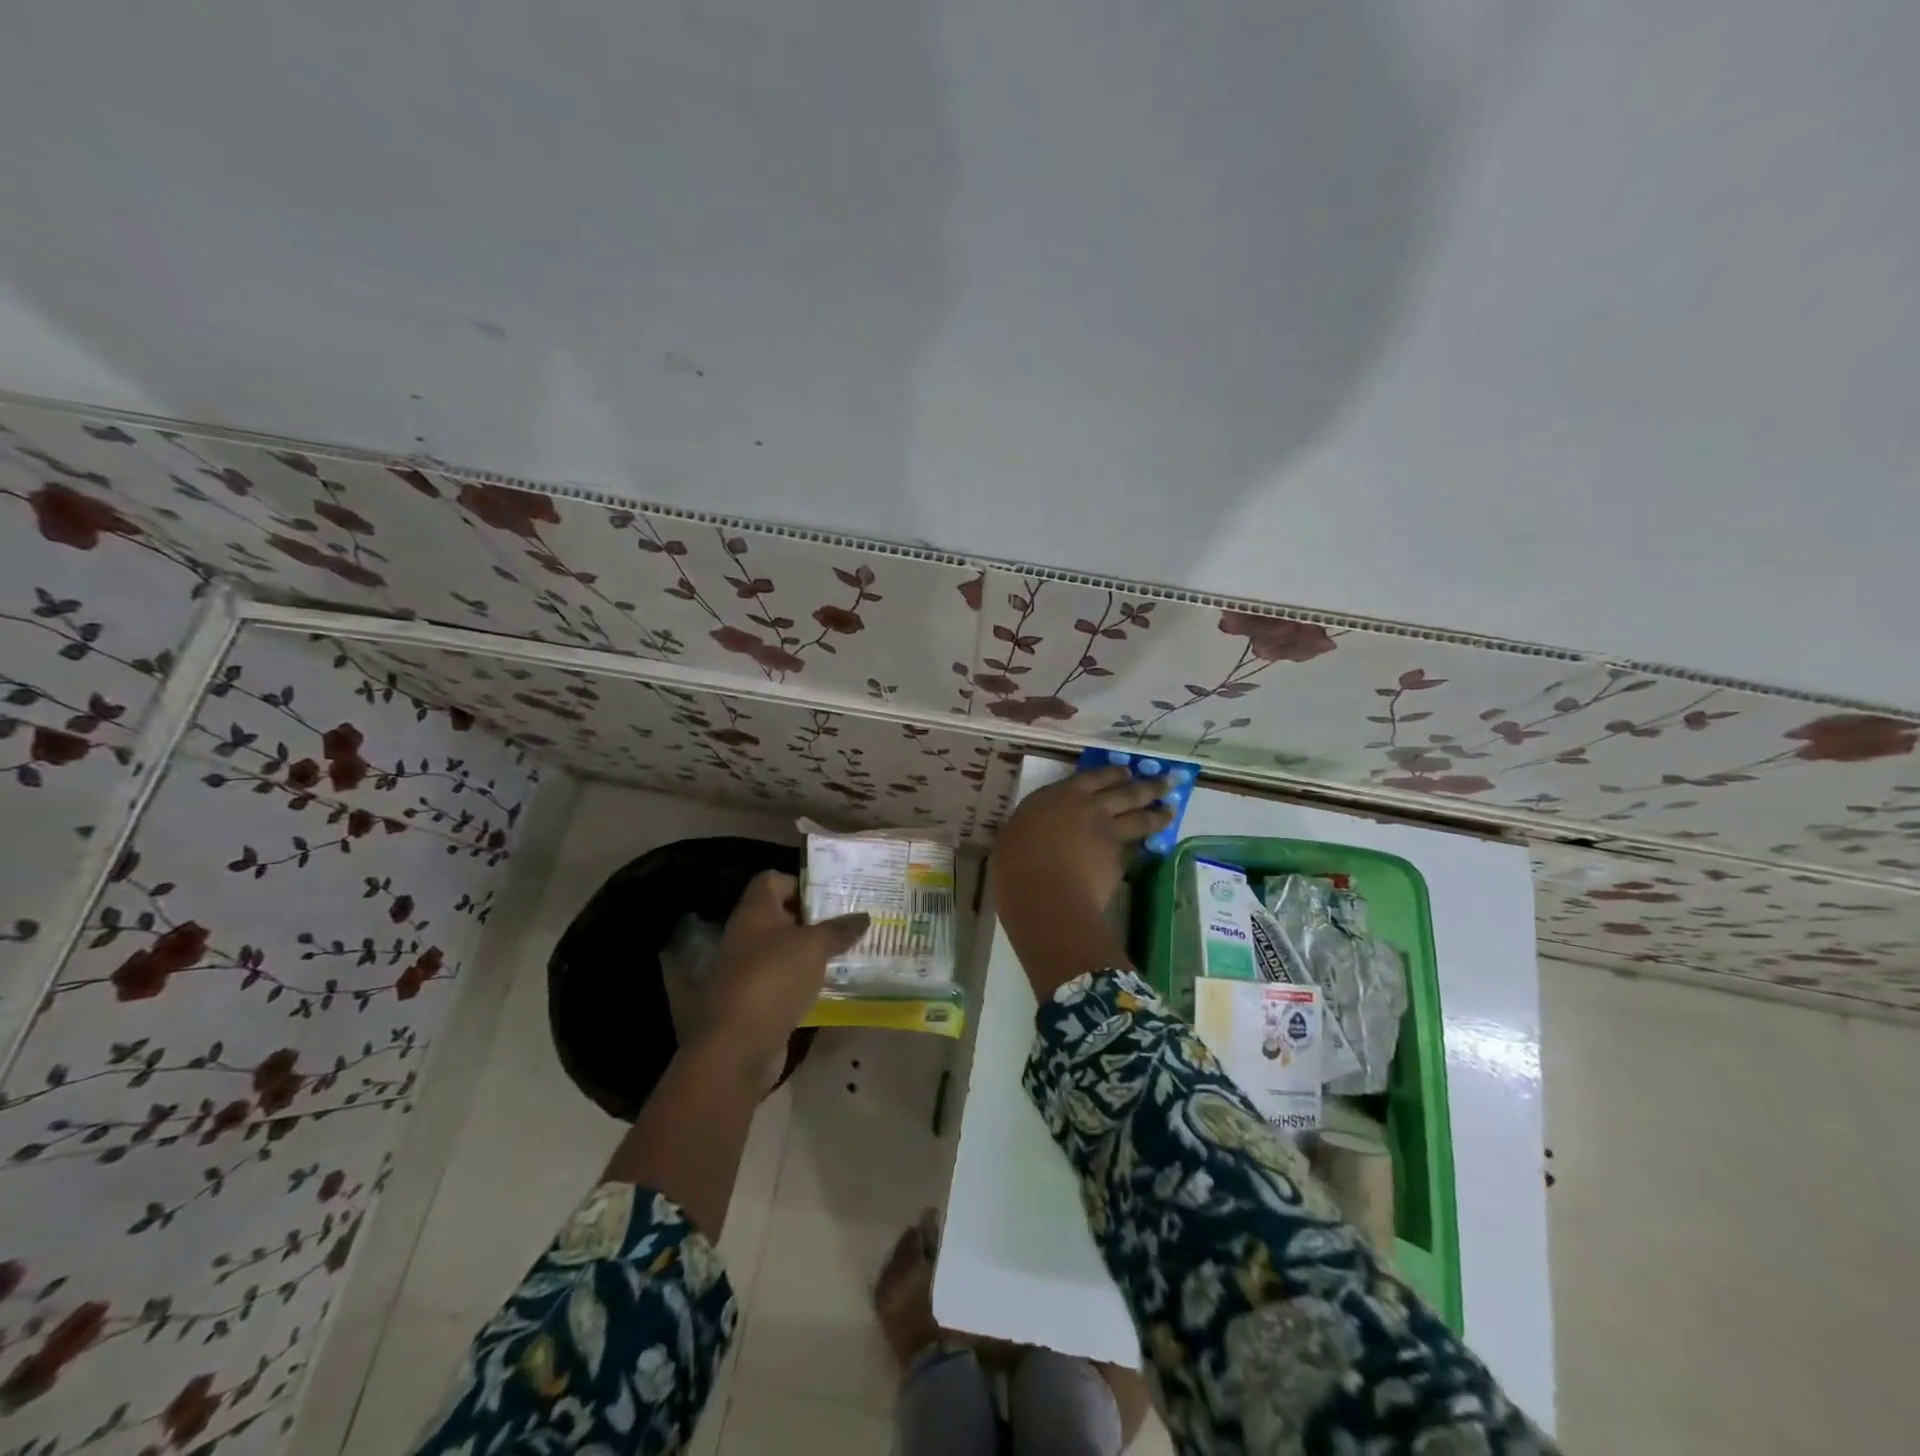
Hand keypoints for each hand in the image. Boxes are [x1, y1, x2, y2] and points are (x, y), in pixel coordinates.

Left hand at [703, 871, 868, 1071]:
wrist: (739, 1045)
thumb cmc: (774, 978)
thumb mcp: (814, 946)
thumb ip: (839, 929)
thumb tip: (863, 917)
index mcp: (755, 911)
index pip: (773, 880)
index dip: (801, 882)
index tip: (832, 895)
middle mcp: (747, 934)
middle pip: (783, 915)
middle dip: (815, 918)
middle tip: (850, 920)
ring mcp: (749, 968)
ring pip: (786, 948)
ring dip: (813, 950)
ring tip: (848, 950)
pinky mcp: (756, 998)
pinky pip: (785, 978)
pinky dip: (806, 978)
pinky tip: (832, 982)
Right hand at [991, 767, 1171, 996]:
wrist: (1044, 893)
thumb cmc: (1015, 862)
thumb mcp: (1013, 835)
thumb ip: (1032, 828)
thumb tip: (1034, 831)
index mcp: (1059, 795)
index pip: (1092, 777)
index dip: (1111, 773)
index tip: (1126, 771)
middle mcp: (1089, 808)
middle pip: (1126, 792)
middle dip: (1147, 784)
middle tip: (1166, 780)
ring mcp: (1108, 834)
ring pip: (1140, 818)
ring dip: (1157, 812)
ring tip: (1170, 809)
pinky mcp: (1119, 861)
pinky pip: (1134, 849)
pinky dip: (1145, 847)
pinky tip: (1150, 848)